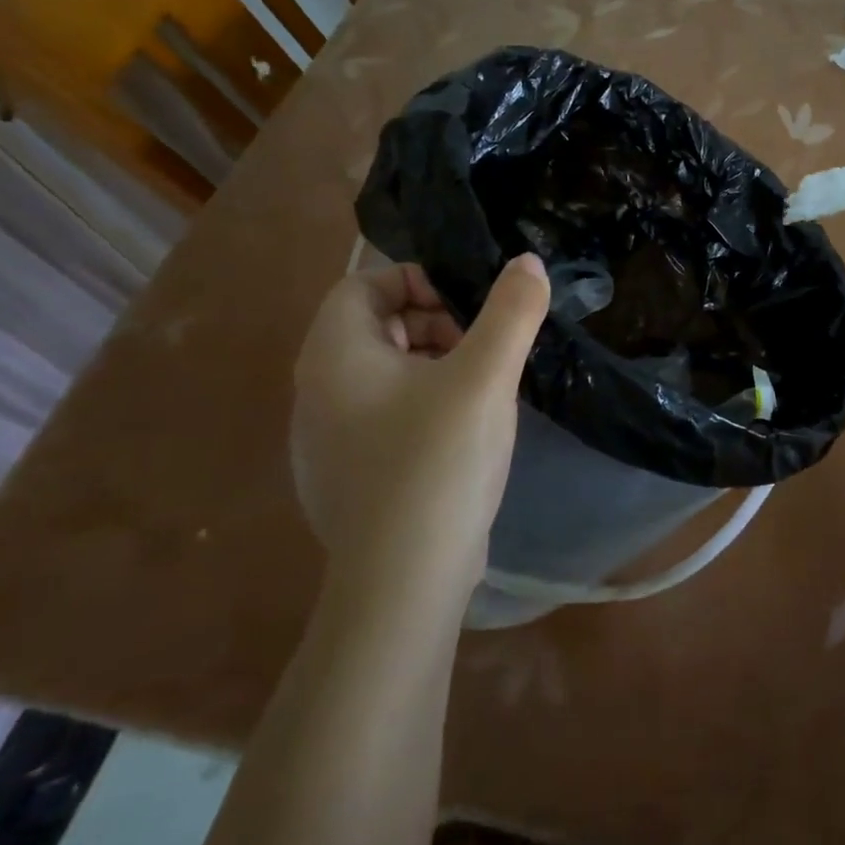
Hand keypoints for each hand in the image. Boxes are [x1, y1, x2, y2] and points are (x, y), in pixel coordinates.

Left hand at [290, 255, 549, 580]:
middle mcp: (317, 390)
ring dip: (433, 364)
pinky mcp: (347, 474)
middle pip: (373, 326)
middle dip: (433, 323)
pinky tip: (461, 434)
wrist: (404, 581)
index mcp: (335, 355)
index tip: (468, 309)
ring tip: (481, 389)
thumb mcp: (486, 376)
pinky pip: (383, 413)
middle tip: (482, 348)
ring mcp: (326, 438)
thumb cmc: (438, 462)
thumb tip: (528, 262)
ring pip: (382, 372)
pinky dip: (422, 404)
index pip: (363, 284)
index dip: (418, 282)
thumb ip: (512, 311)